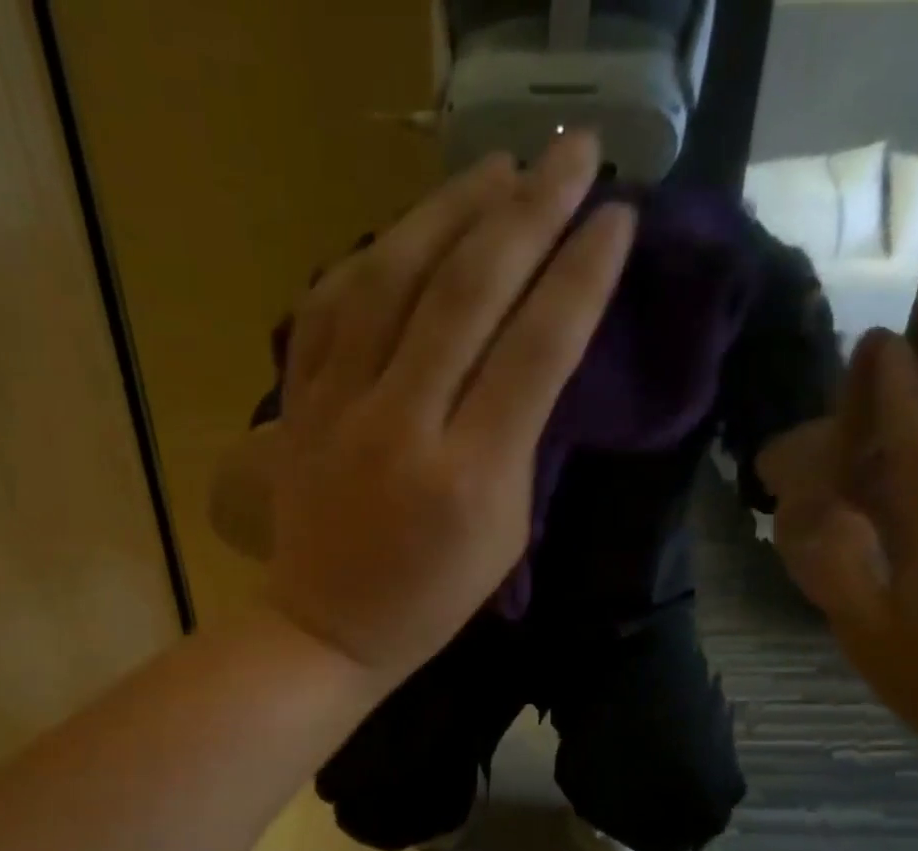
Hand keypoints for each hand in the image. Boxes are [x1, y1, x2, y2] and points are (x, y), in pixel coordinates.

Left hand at [228, 134, 634, 684]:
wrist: (328, 629)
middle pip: (468, 293)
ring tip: (500, 168)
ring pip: (392, 278)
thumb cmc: (430, 601)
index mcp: (469, 477)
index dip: (581, 276)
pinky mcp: (299, 403)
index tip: (618, 219)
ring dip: (452, 209)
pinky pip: (331, 304)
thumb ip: (523, 443)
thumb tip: (538, 353)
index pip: (536, 351)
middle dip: (531, 212)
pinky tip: (411, 227)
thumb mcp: (505, 535)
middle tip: (576, 155)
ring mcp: (340, 409)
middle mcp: (403, 427)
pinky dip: (374, 254)